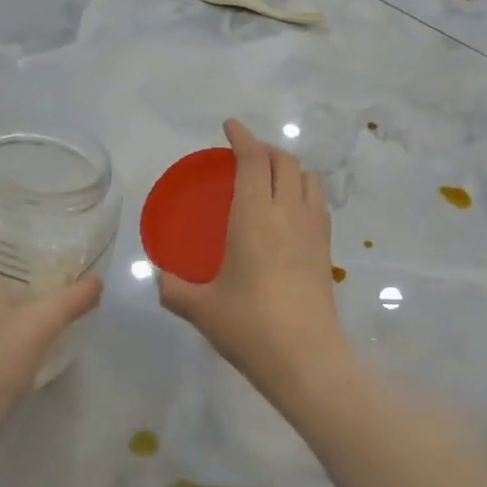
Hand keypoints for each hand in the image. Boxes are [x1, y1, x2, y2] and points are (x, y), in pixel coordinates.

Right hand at [157, 119, 352, 401]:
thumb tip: (159, 277)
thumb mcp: (201, 309)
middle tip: (245, 156)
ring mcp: (313, 230)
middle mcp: (288, 213)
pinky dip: (303, 192)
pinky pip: (318, 204)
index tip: (230, 126)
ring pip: (308, 179)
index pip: (254, 160)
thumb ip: (173, 289)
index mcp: (255, 216)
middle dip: (265, 150)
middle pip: (285, 162)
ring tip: (271, 180)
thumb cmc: (249, 327)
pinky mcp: (326, 250)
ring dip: (290, 168)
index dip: (242, 137)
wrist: (306, 359)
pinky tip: (289, 214)